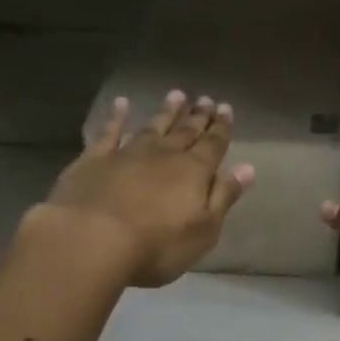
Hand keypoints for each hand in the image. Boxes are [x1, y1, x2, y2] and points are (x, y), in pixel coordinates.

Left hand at [37, 91, 254, 287]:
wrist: (92, 240)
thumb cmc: (157, 244)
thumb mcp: (204, 229)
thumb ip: (224, 196)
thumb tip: (247, 168)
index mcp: (194, 172)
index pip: (213, 145)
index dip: (221, 128)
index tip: (226, 109)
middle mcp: (164, 155)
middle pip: (185, 132)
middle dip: (198, 117)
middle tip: (206, 99)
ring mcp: (127, 154)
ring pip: (153, 127)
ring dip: (166, 112)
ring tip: (177, 95)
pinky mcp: (94, 160)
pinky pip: (109, 132)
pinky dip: (117, 117)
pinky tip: (122, 104)